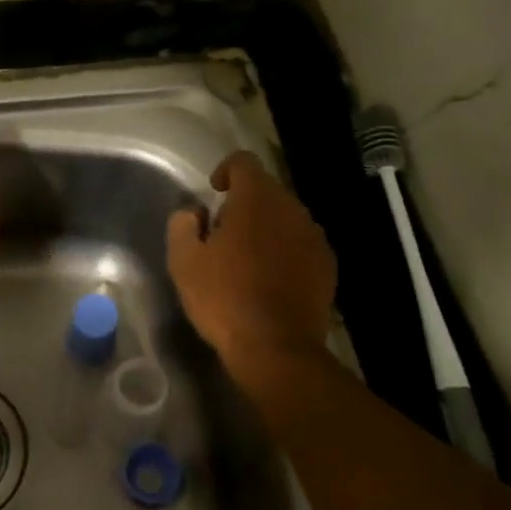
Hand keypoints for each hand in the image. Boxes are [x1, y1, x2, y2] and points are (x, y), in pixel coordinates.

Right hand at [167, 151, 335, 379]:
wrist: (277, 348)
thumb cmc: (224, 298)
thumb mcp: (184, 261)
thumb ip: (183, 225)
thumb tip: (193, 212)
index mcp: (256, 199)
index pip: (243, 162)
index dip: (226, 170)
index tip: (214, 192)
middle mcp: (291, 208)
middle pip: (266, 190)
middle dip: (244, 203)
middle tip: (222, 234)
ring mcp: (314, 236)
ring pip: (286, 217)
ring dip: (266, 227)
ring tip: (246, 259)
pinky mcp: (327, 264)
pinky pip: (301, 243)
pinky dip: (285, 250)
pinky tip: (270, 279)